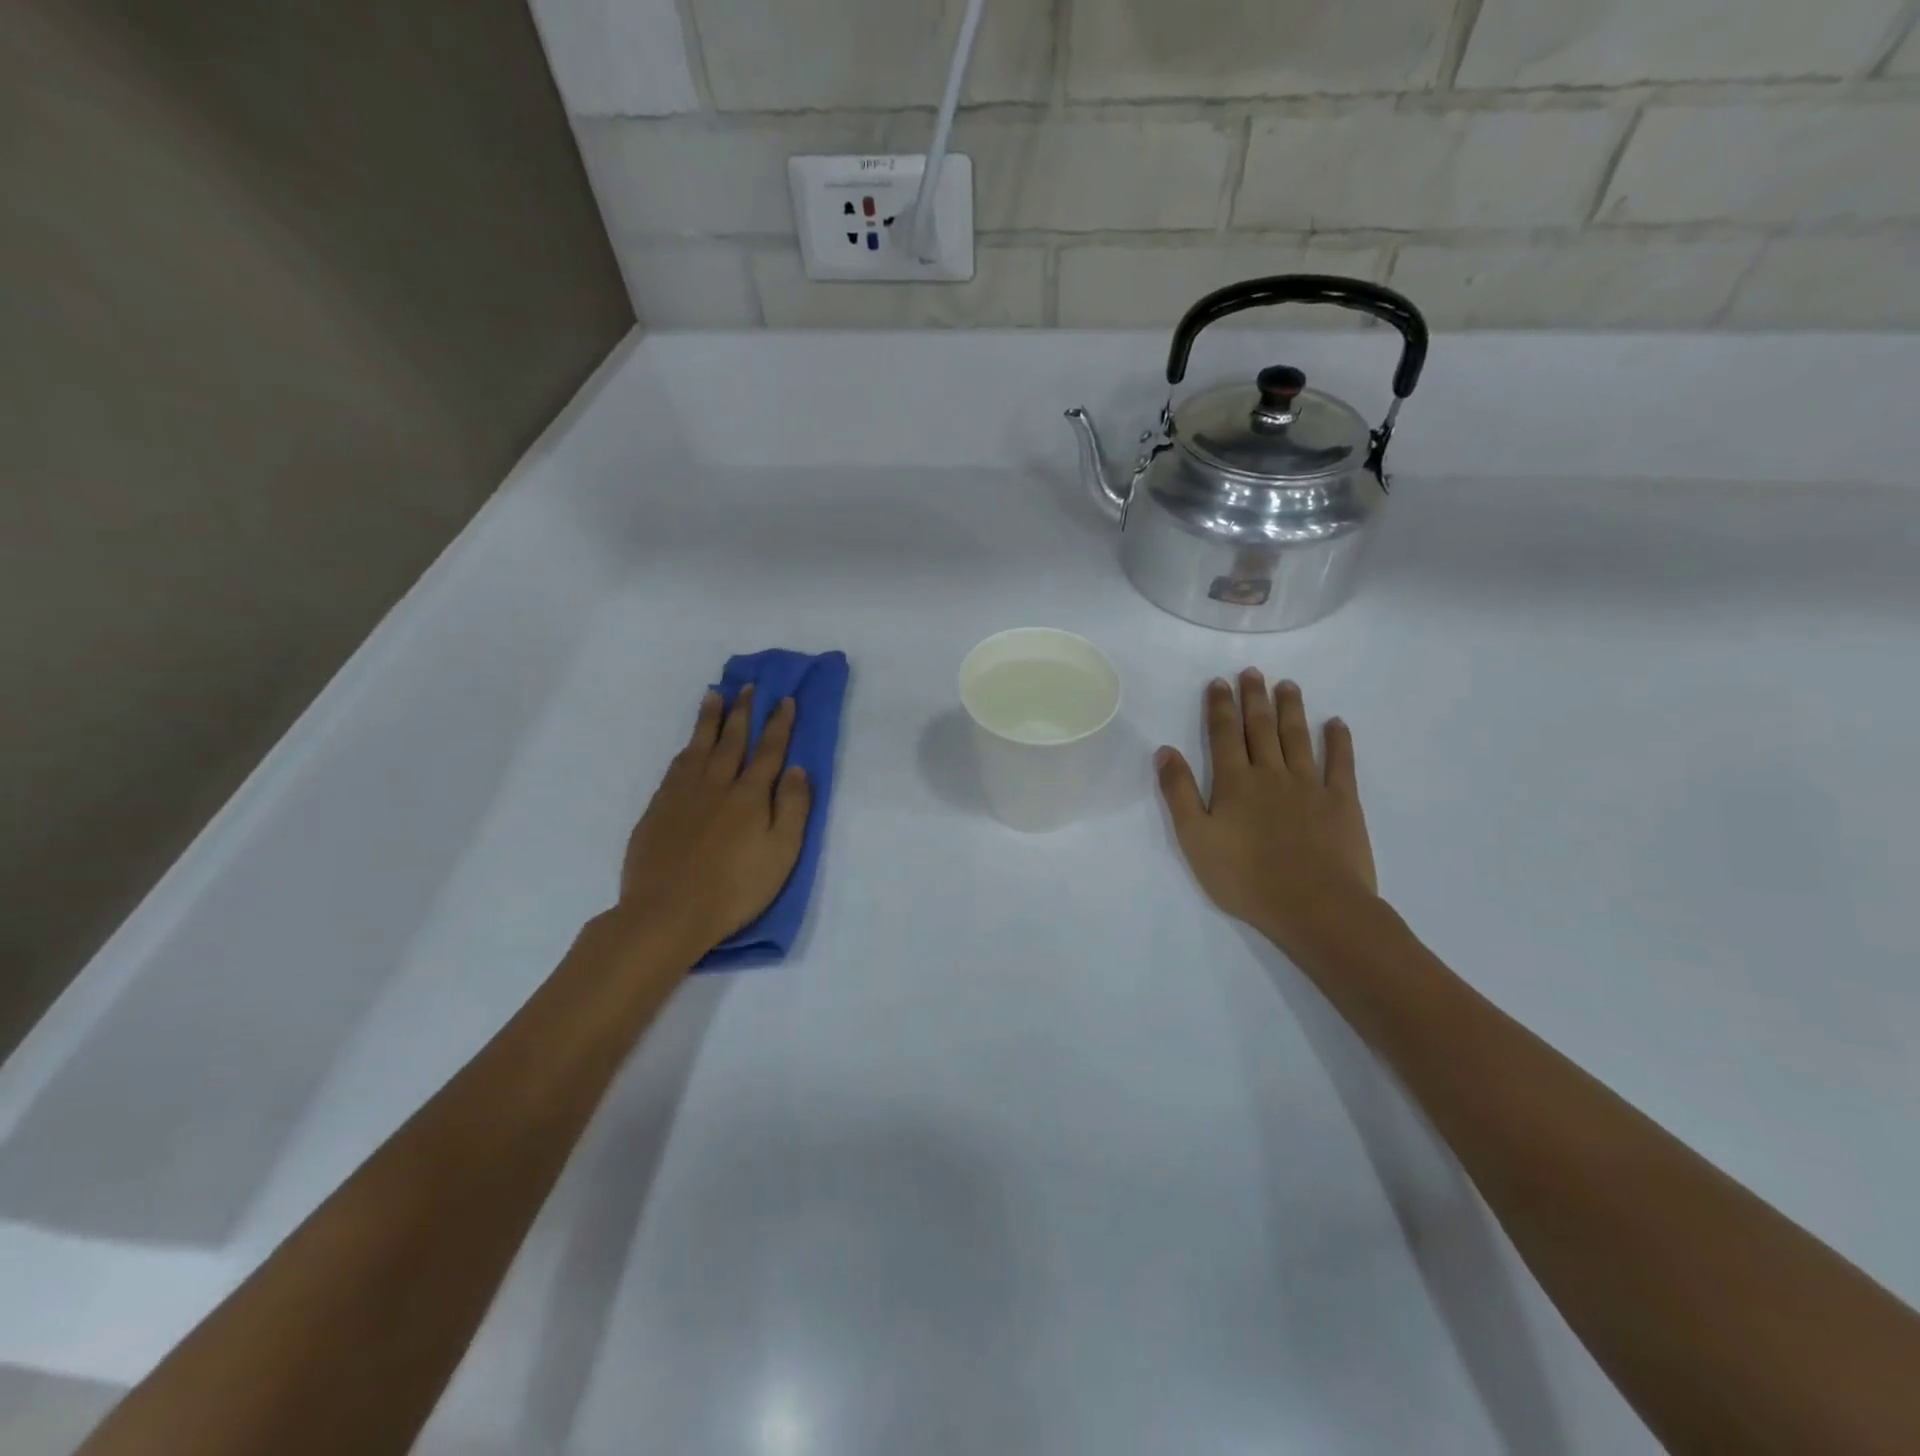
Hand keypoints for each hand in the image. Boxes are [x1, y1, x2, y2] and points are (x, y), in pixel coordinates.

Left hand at [617, 686, 810, 957]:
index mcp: (750, 795)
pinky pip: (676, 766)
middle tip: (748, 686)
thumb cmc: (735, 889)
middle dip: (743, 711)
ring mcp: (683, 794)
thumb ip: (792, 808)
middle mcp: (716, 784)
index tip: (785, 699)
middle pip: (732, 739)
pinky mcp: (658, 809)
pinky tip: (688, 745)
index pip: (769, 750)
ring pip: (699, 746)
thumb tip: (797, 768)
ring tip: (714, 695)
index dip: (779, 724)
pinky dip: (686, 748)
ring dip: (710, 719)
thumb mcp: (781, 854)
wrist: (667, 913)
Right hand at [1155, 671, 1378, 956]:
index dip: (1219, 707)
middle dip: (1254, 698)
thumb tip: (1165, 751)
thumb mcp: (1195, 839)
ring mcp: (1310, 785)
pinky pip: (1341, 763)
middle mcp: (1271, 773)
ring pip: (1297, 737)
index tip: (1219, 682)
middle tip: (1253, 672)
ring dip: (1291, 709)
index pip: (1223, 735)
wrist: (1313, 905)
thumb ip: (1179, 793)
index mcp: (1234, 783)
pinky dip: (1338, 741)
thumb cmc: (1245, 878)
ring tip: (1288, 685)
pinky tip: (1336, 724)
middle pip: (1260, 728)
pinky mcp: (1342, 801)